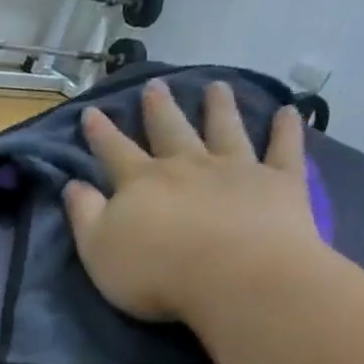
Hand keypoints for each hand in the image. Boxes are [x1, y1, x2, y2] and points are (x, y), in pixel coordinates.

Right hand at [64, 79, 318, 322]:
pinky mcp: (278, 183)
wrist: (233, 277)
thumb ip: (85, 215)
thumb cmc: (155, 272)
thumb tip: (73, 185)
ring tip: (216, 87)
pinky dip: (287, 129)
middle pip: (170, 130)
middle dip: (158, 109)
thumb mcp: (98, 250)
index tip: (92, 111)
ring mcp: (235, 169)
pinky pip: (283, 149)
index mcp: (140, 183)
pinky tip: (290, 112)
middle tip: (155, 86)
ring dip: (219, 108)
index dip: (101, 133)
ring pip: (224, 130)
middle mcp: (187, 166)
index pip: (114, 151)